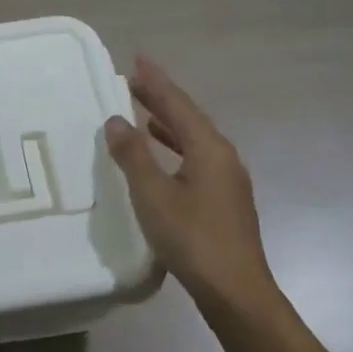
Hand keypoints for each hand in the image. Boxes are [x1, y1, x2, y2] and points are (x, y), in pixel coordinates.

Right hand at [104, 56, 275, 314]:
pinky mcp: (225, 200)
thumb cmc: (192, 238)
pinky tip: (162, 156)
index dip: (156, 81)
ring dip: (168, 123)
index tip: (138, 59)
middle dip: (161, 98)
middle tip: (134, 81)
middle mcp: (223, 156)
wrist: (236, 292)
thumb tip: (117, 120)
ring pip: (193, 139)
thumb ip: (133, 154)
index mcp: (209, 148)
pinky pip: (196, 157)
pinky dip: (175, 147)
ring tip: (143, 112)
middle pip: (188, 117)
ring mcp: (228, 179)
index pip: (178, 104)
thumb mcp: (153, 194)